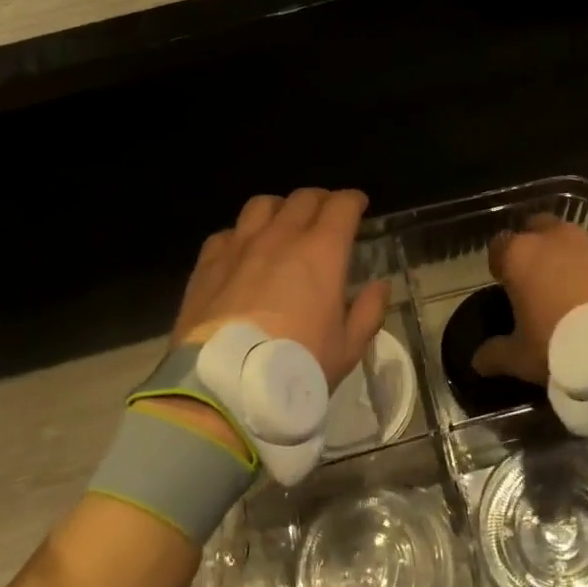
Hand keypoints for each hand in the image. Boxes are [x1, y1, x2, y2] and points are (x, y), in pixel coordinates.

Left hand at [173, 188, 388, 389]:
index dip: (353, 200)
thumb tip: (380, 286)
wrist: (224, 388)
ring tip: (283, 225)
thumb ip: (369, 311)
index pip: (342, 205)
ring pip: (262, 205)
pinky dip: (242, 235)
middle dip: (321, 201)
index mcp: (322, 252)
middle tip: (327, 216)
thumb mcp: (347, 349)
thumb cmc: (295, 367)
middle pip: (303, 198)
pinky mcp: (208, 264)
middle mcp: (281, 237)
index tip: (359, 206)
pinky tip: (243, 253)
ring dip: (280, 209)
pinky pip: (227, 233)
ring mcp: (240, 246)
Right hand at [473, 216, 587, 383]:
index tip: (505, 285)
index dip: (500, 264)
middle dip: (536, 247)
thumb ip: (495, 354)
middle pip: (537, 229)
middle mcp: (555, 238)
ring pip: (574, 240)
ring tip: (575, 290)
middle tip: (540, 280)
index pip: (499, 246)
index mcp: (521, 255)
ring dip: (571, 257)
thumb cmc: (561, 346)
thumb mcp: (521, 358)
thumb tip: (478, 360)